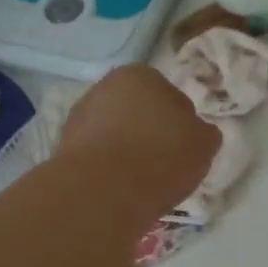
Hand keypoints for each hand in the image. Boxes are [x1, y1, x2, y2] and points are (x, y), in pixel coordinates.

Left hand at [58, 65, 219, 220]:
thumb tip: (197, 133)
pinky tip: (120, 191)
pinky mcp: (63, 150)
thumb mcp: (204, 144)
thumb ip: (204, 133)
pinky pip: (98, 158)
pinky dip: (109, 170)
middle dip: (151, 134)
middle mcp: (105, 87)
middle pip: (138, 113)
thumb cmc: (162, 156)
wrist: (103, 191)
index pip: (171, 96)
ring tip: (143, 184)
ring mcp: (79, 118)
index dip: (182, 123)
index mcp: (141, 75)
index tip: (186, 148)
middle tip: (166, 165)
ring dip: (127, 152)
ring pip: (115, 135)